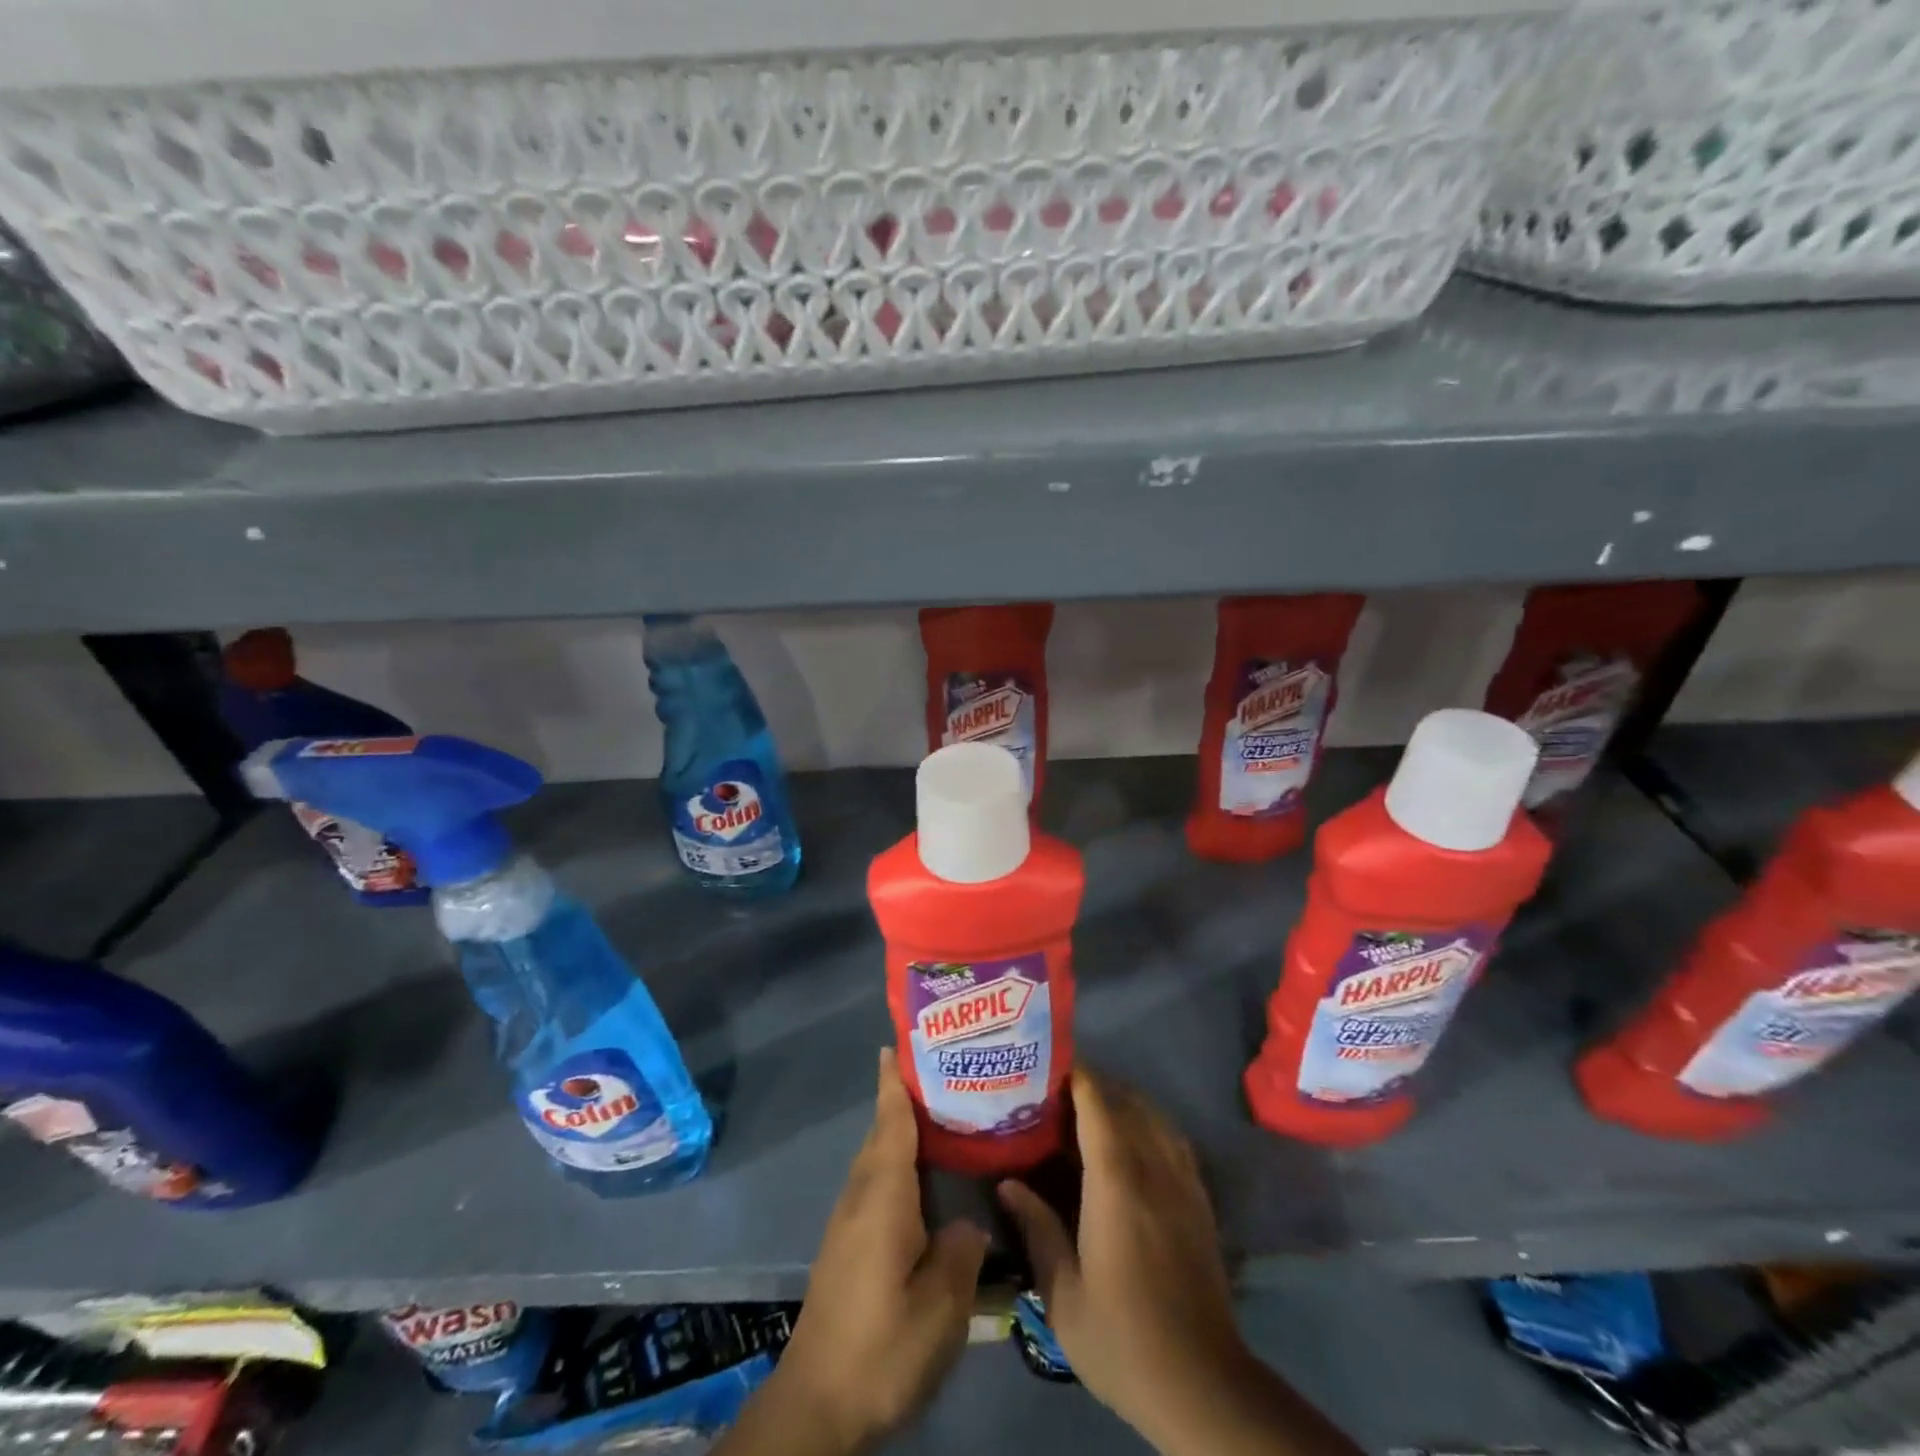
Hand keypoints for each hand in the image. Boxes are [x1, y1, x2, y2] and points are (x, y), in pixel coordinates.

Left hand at [757, 1046, 988, 1454]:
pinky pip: (875, 1185)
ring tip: (943, 1121)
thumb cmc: (882, 1344)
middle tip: (945, 1076)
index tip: (899, 1042)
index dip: (895, 1082)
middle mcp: (861, 1196)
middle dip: (904, 1100)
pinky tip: (925, 1185)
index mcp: (883, 1195)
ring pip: (877, 1160)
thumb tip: (968, 1222)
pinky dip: (897, 1166)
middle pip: (882, 1134)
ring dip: (900, 1133)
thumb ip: (961, 1250)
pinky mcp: (846, 1246)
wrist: (817, 1403)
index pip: (890, 1122)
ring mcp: (848, 1222)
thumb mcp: (940, 1304)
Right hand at [997, 1067, 1249, 1446]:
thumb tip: (1008, 1184)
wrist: (1203, 1385)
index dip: (1075, 1077)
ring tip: (1091, 1110)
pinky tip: (1132, 1141)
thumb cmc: (1123, 1339)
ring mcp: (1182, 1182)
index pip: (1097, 1105)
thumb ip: (1037, 1230)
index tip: (1047, 1066)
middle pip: (1126, 1101)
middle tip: (1058, 1092)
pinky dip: (1150, 1123)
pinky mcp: (1200, 1200)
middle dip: (1094, 1085)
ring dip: (1124, 1100)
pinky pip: (1174, 1139)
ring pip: (1154, 1115)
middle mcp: (1153, 1168)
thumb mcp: (1064, 1296)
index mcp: (1116, 1183)